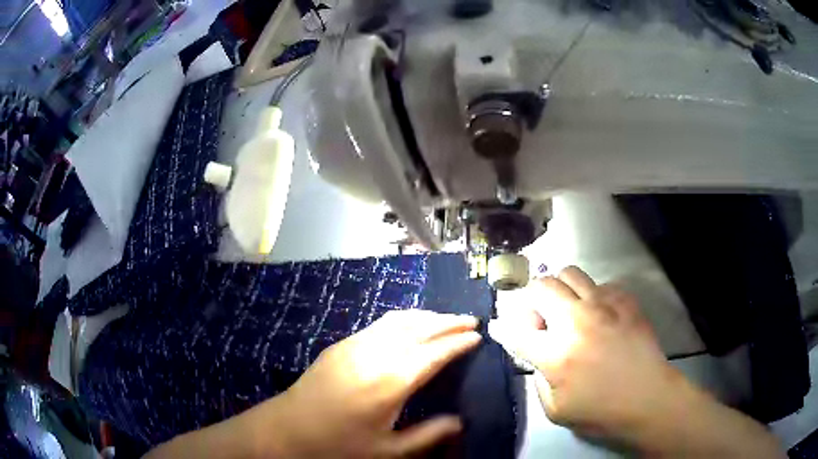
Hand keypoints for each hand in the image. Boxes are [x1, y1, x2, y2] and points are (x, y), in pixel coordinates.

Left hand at [255, 310, 481, 457]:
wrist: (287, 429)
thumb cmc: (338, 445)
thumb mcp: (387, 451)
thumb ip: (428, 435)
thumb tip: (460, 422)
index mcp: (391, 381)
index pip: (435, 352)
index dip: (459, 343)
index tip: (478, 336)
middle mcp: (376, 353)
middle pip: (420, 328)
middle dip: (448, 322)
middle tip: (472, 320)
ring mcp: (355, 344)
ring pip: (400, 320)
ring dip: (427, 316)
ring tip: (448, 319)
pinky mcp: (342, 344)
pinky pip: (381, 323)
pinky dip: (404, 319)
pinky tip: (411, 325)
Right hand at [491, 266, 672, 438]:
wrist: (648, 399)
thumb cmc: (601, 412)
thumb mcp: (556, 410)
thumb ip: (538, 380)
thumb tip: (536, 356)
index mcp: (556, 353)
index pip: (516, 331)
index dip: (502, 328)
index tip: (499, 326)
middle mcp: (577, 321)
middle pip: (541, 287)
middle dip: (531, 299)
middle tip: (539, 317)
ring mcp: (604, 305)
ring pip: (569, 273)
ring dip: (560, 289)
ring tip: (567, 308)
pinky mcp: (625, 300)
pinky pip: (600, 284)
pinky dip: (592, 297)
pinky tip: (599, 315)